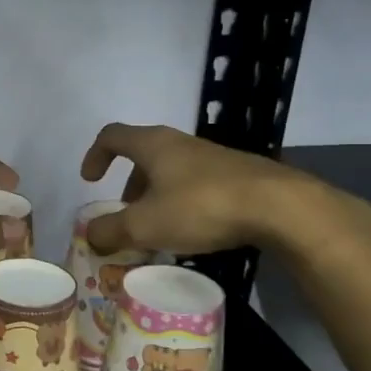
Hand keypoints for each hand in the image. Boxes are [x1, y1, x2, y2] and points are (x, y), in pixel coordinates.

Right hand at [77, 122, 314, 256]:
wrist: (280, 207)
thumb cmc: (200, 207)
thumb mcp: (145, 225)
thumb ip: (111, 230)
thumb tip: (91, 235)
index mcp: (153, 145)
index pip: (113, 136)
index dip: (95, 155)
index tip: (90, 181)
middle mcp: (181, 143)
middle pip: (143, 155)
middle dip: (129, 185)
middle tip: (126, 214)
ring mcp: (212, 157)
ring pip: (171, 171)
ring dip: (156, 197)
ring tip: (159, 229)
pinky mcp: (237, 175)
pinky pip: (197, 184)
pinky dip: (183, 203)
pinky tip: (193, 232)